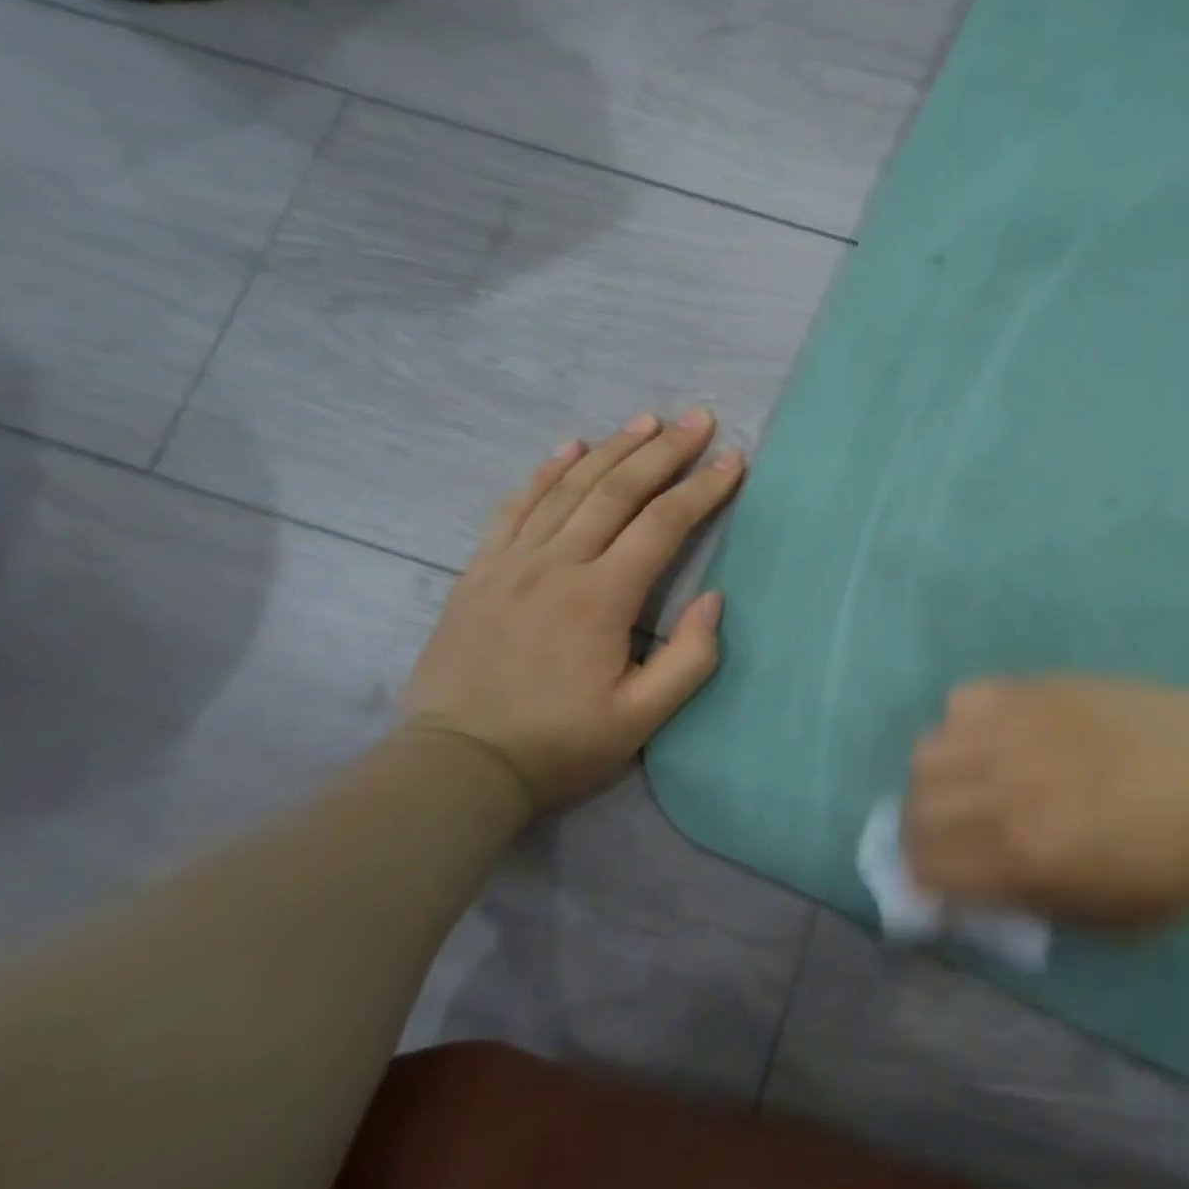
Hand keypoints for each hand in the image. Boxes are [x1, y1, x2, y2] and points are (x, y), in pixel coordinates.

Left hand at [400, 410, 743, 815]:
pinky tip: (569, 447)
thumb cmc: (558, 745)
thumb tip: (714, 599)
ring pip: (569, 488)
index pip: (663, 525)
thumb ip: (689, 659)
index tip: (732, 460)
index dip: (702, 488)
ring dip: (613, 448)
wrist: (455, 768)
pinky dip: (545, 472)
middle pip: (618, 490)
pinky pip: (515, 506)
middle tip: (697, 419)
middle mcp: (557, 564)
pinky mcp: (479, 571)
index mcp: (601, 598)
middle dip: (664, 450)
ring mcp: (512, 562)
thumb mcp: (641, 718)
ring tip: (646, 420)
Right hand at [904, 677, 1188, 928]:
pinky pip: (964, 699)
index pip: (925, 867)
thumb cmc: (1182, 863)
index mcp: (1024, 854)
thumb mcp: (1107, 917)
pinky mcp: (1033, 686)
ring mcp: (1015, 726)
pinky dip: (965, 724)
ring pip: (928, 749)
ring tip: (973, 784)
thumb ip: (1027, 902)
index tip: (941, 886)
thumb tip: (972, 887)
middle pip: (915, 805)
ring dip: (938, 778)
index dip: (923, 883)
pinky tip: (999, 737)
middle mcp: (1003, 786)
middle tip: (955, 839)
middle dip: (923, 833)